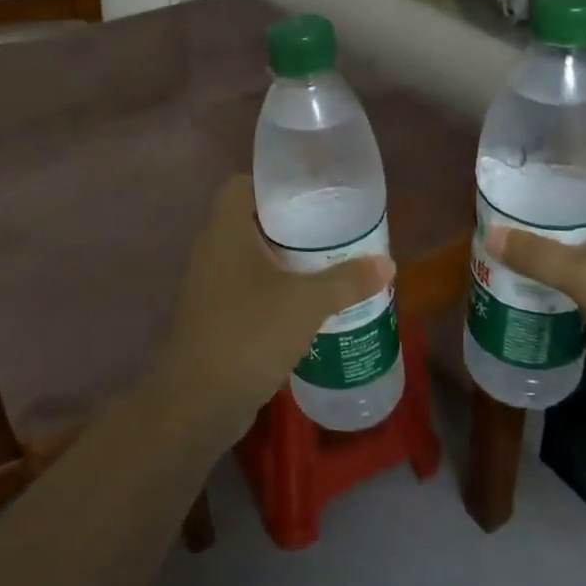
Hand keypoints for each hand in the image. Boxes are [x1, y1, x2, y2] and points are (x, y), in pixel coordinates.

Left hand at [158, 176, 393, 438]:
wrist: (197, 402)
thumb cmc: (248, 333)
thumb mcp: (306, 303)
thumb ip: (347, 281)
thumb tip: (387, 265)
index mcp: (225, 230)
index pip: (242, 185)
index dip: (273, 183)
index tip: (311, 193)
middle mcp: (212, 250)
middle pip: (250, 221)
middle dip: (289, 225)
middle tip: (330, 230)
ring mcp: (209, 286)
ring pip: (249, 258)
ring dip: (282, 261)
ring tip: (325, 265)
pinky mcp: (213, 317)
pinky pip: (247, 289)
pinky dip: (273, 290)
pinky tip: (305, 306)